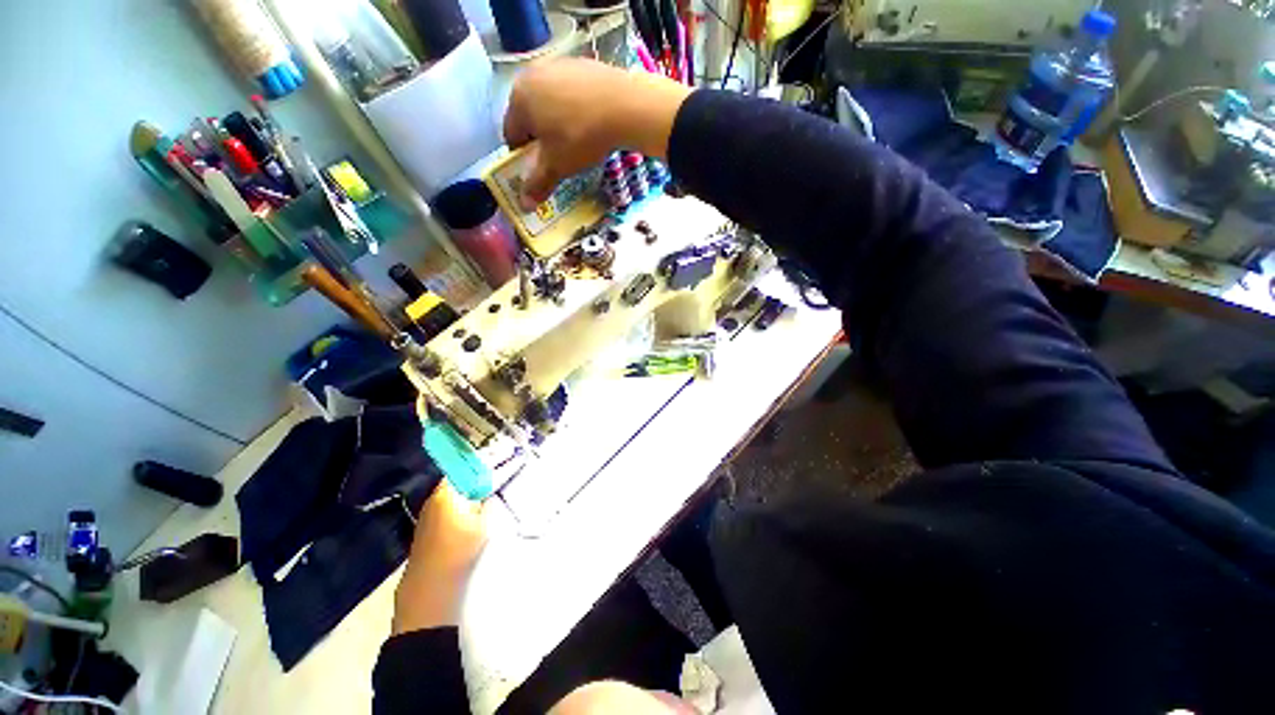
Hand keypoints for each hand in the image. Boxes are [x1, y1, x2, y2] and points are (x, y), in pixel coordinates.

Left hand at [392, 478, 487, 632]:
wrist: (430, 587)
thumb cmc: (459, 550)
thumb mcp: (483, 524)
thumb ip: (487, 502)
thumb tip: (489, 489)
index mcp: (446, 493)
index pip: (464, 467)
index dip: (481, 463)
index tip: (497, 460)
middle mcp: (433, 498)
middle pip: (457, 479)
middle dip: (475, 476)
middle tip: (495, 476)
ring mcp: (428, 513)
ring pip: (452, 493)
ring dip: (467, 490)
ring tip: (487, 492)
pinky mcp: (427, 527)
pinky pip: (447, 506)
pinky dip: (460, 504)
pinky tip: (472, 512)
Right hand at [503, 58, 692, 202]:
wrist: (624, 106)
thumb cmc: (581, 137)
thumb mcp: (557, 166)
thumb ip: (538, 184)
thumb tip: (524, 205)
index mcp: (518, 98)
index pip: (511, 135)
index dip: (523, 158)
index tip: (539, 170)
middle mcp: (531, 74)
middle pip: (529, 116)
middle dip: (540, 139)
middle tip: (559, 157)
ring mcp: (557, 64)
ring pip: (549, 103)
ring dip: (557, 123)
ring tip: (577, 141)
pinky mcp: (581, 63)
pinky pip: (570, 93)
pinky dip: (575, 109)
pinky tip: (591, 122)